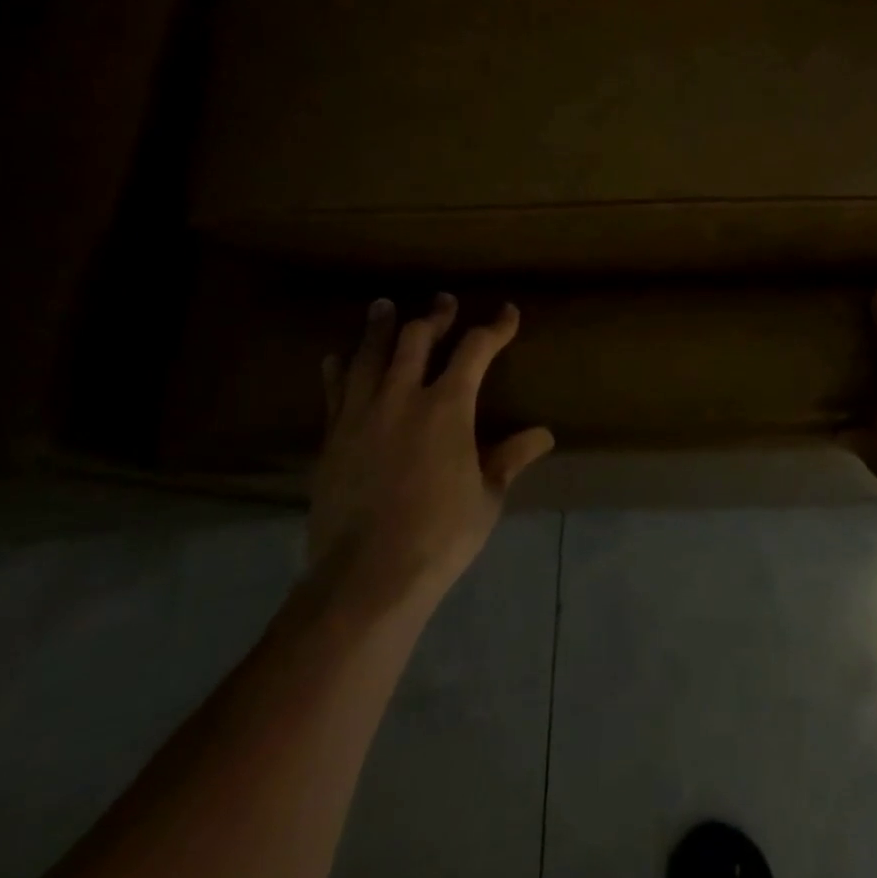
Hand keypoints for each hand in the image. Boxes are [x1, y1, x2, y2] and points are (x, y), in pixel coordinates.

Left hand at [309, 295, 553, 617]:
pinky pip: (335, 391)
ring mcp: (361, 415)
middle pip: (416, 339)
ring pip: (369, 355)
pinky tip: (337, 358)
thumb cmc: (440, 535)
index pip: (475, 350)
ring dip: (380, 327)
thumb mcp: (487, 496)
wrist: (366, 576)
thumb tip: (544, 434)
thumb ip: (511, 457)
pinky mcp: (332, 438)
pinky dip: (339, 369)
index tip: (507, 313)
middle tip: (443, 301)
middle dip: (435, 316)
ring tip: (383, 306)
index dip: (494, 327)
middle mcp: (402, 397)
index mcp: (447, 407)